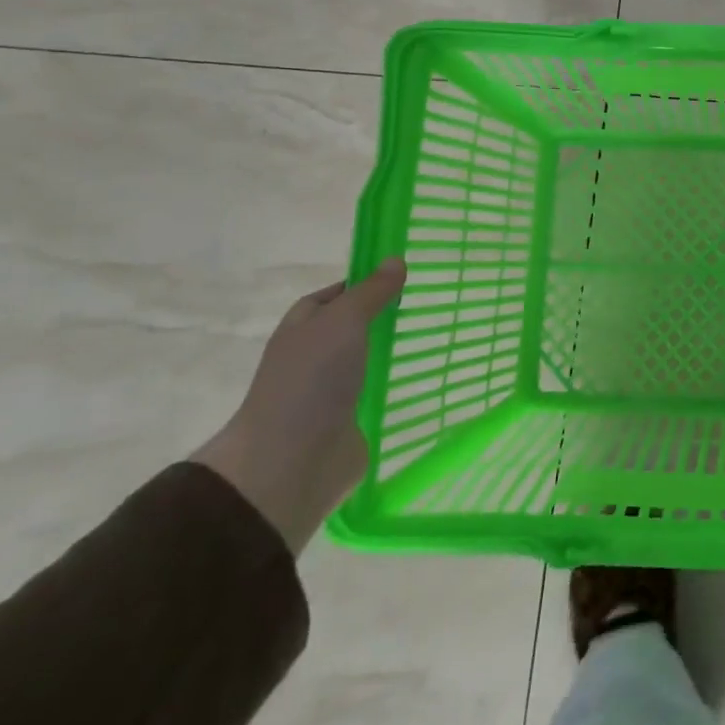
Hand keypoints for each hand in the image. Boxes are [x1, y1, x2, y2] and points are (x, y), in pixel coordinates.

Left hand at [194, 259, 406, 553]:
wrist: (290, 463)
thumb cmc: (311, 380)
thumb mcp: (343, 321)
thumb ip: (371, 292)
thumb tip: (394, 260)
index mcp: (301, 329)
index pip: (333, 296)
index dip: (363, 284)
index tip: (402, 278)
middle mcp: (313, 357)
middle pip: (351, 328)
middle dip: (383, 318)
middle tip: (425, 305)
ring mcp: (330, 391)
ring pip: (366, 361)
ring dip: (391, 353)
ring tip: (435, 338)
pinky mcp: (351, 420)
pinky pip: (377, 394)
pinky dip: (395, 385)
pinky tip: (425, 376)